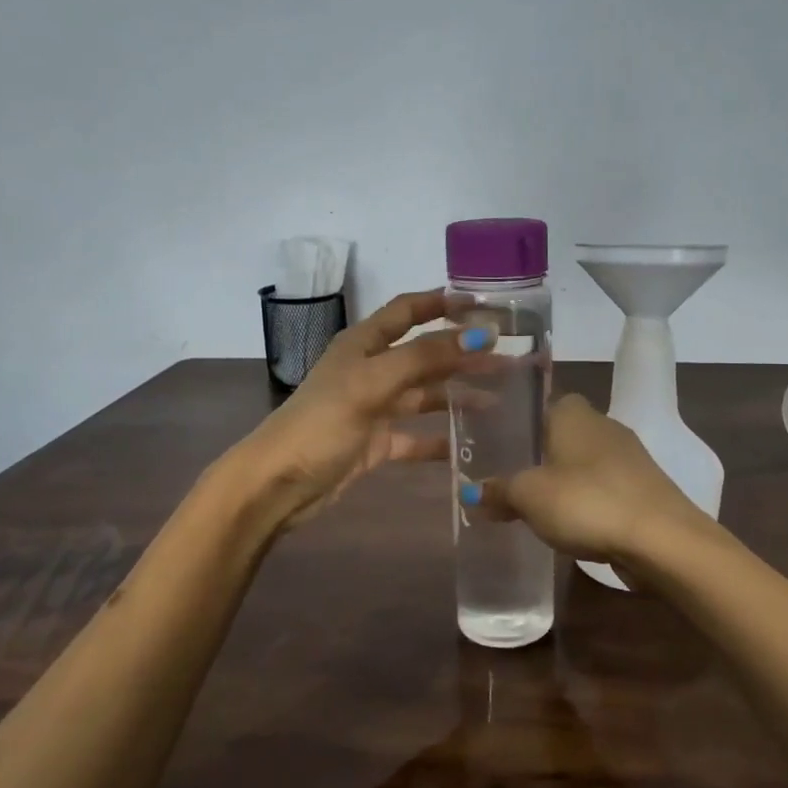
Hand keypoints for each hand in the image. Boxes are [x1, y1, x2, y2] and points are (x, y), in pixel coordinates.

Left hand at [226, 290, 492, 529]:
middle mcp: (371, 370)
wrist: (279, 484)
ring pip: (426, 395)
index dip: (442, 303)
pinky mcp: (377, 444)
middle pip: (425, 354)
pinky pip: (418, 437)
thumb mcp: (372, 383)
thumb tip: (479, 333)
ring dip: (460, 395)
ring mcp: (375, 408)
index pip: (408, 311)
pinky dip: (443, 439)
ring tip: (501, 398)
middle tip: (508, 356)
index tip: (484, 303)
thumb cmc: (322, 424)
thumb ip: (425, 358)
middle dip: (463, 353)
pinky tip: (473, 443)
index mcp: (363, 345)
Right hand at [465, 395, 706, 568]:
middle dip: (538, 457)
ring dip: (563, 482)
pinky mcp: (643, 488)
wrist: (661, 539)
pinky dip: (586, 502)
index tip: (497, 448)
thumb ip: (498, 491)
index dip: (518, 424)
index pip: (540, 404)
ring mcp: (628, 456)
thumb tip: (469, 492)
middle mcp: (603, 424)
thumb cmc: (587, 502)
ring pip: (583, 463)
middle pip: (561, 435)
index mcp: (573, 413)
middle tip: (508, 482)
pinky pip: (603, 488)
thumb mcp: (529, 496)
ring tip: (533, 508)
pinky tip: (571, 525)